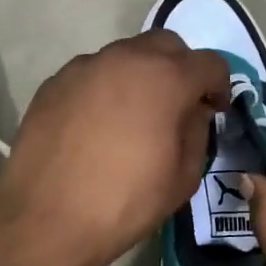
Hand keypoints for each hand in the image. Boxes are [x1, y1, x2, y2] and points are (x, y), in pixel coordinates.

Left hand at [0, 31, 229, 265]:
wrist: (46, 219)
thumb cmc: (125, 201)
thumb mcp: (183, 176)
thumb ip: (197, 132)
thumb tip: (192, 112)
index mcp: (166, 78)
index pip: (209, 63)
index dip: (218, 86)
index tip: (213, 111)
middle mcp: (126, 58)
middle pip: (166, 45)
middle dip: (180, 69)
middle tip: (177, 104)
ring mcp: (85, 66)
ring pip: (125, 55)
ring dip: (140, 75)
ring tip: (134, 114)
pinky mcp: (55, 82)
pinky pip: (92, 74)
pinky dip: (105, 88)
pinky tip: (97, 124)